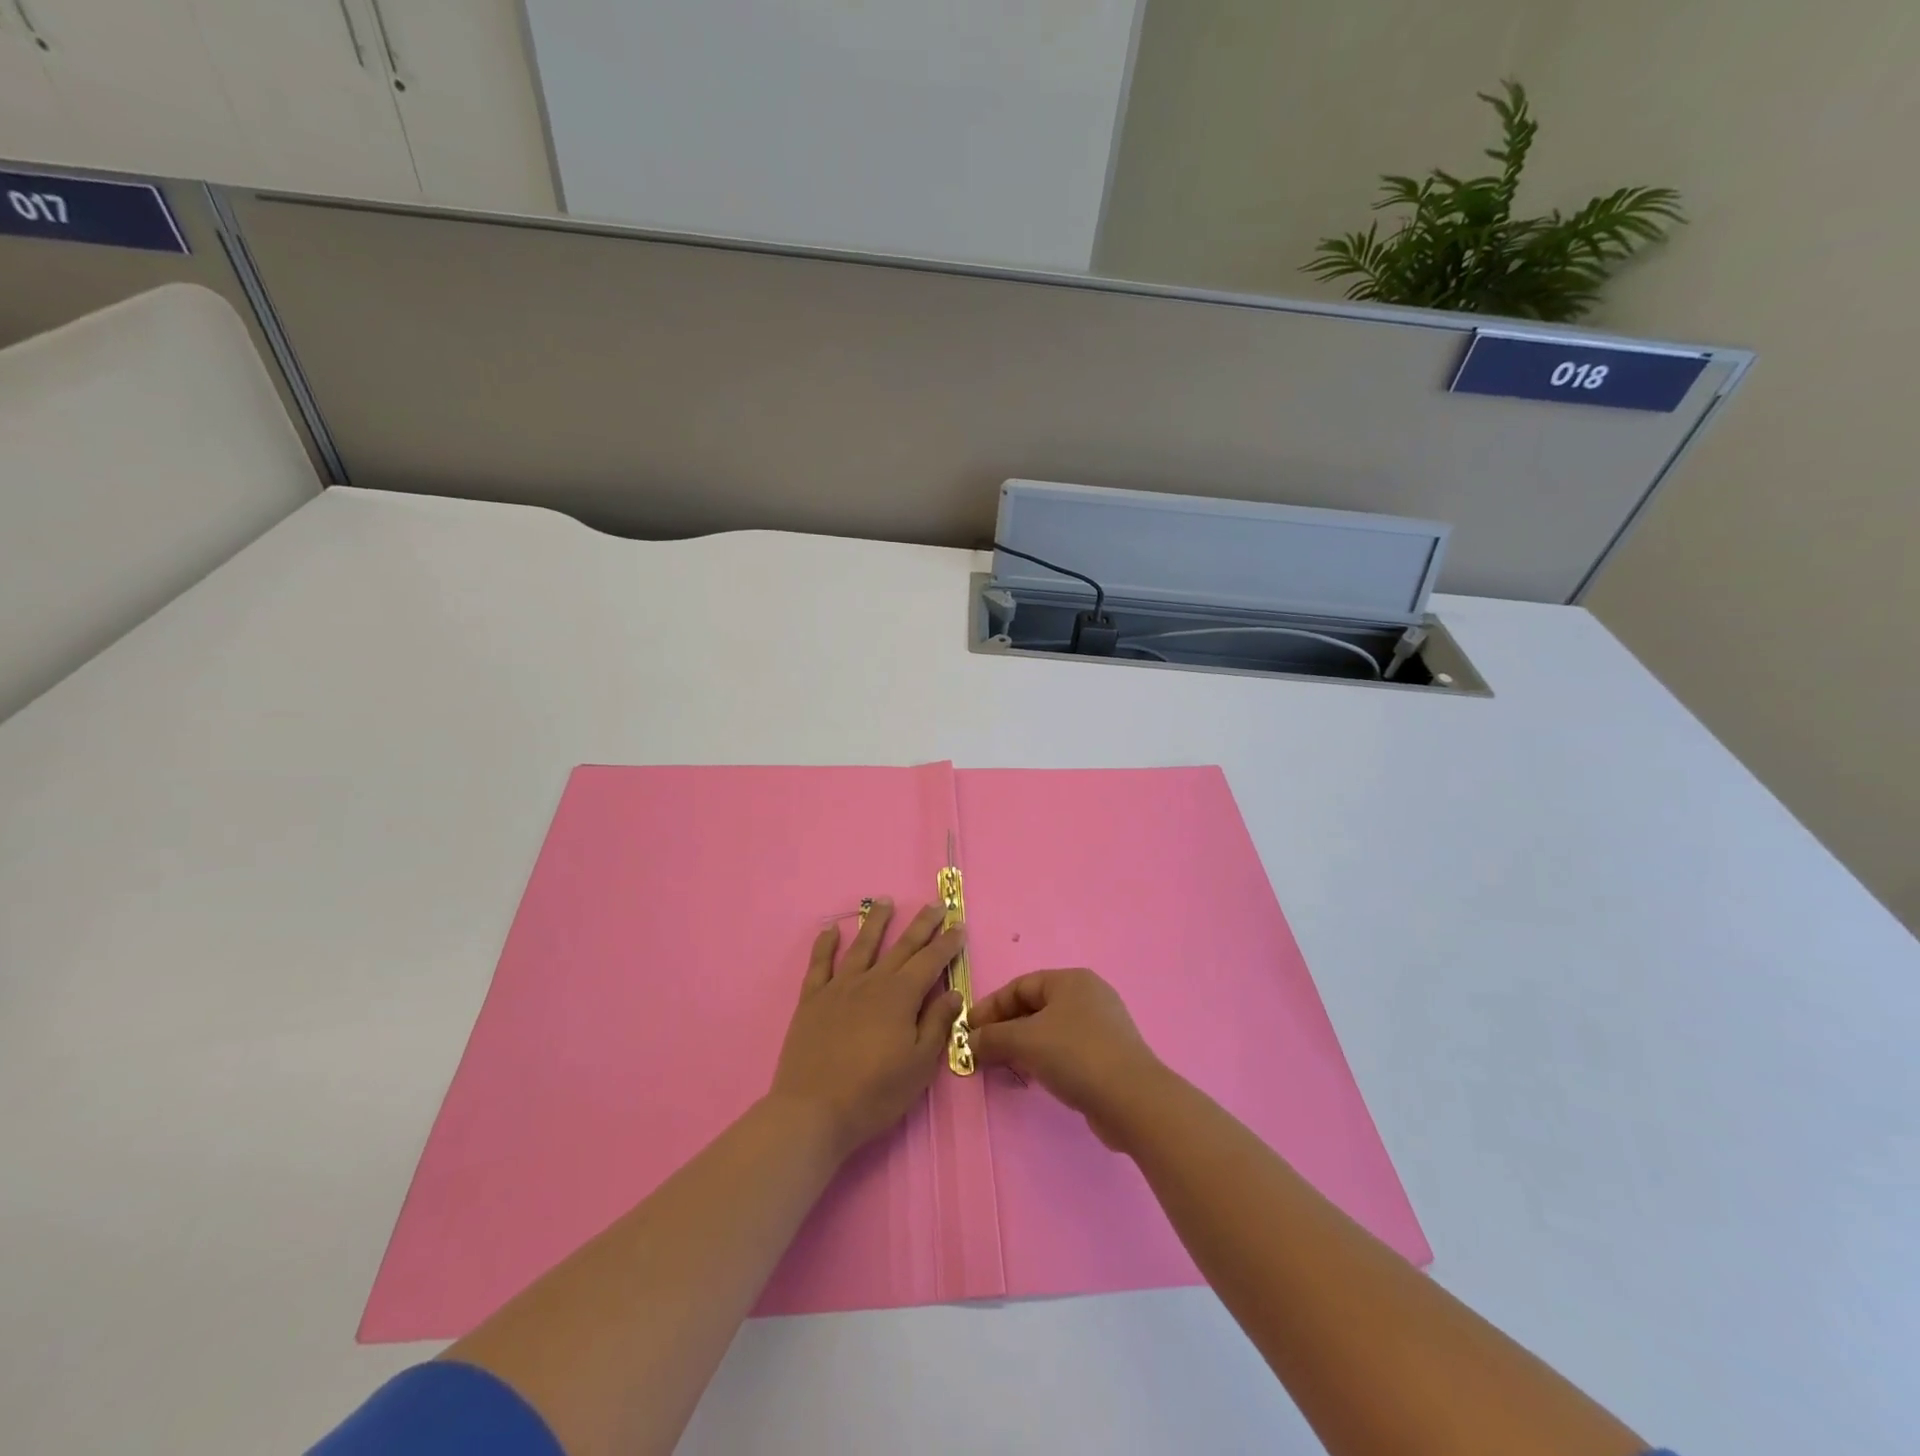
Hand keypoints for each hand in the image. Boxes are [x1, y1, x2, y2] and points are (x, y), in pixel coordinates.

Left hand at [771, 899, 964, 1158]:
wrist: (813, 1111)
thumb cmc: (875, 1094)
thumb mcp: (919, 1066)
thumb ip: (937, 1024)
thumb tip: (953, 992)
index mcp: (901, 996)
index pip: (930, 961)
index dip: (946, 942)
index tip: (958, 924)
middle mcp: (872, 982)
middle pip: (901, 946)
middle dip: (921, 925)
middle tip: (934, 905)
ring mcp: (839, 988)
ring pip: (862, 945)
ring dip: (875, 922)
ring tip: (884, 901)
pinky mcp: (812, 1000)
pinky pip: (819, 964)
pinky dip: (825, 945)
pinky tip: (830, 930)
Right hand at [969, 969, 1163, 1148]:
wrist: (1132, 1100)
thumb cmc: (1076, 1055)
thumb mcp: (1026, 1041)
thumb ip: (993, 1037)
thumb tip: (970, 1040)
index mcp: (1070, 980)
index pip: (1020, 986)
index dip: (991, 1006)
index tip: (968, 1030)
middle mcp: (1087, 996)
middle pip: (1035, 1007)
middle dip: (1005, 1028)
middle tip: (981, 1050)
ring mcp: (1101, 1026)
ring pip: (1050, 1030)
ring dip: (1022, 1046)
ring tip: (1002, 1065)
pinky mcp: (1107, 1055)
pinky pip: (1065, 1049)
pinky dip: (1044, 1058)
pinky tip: (1032, 1077)